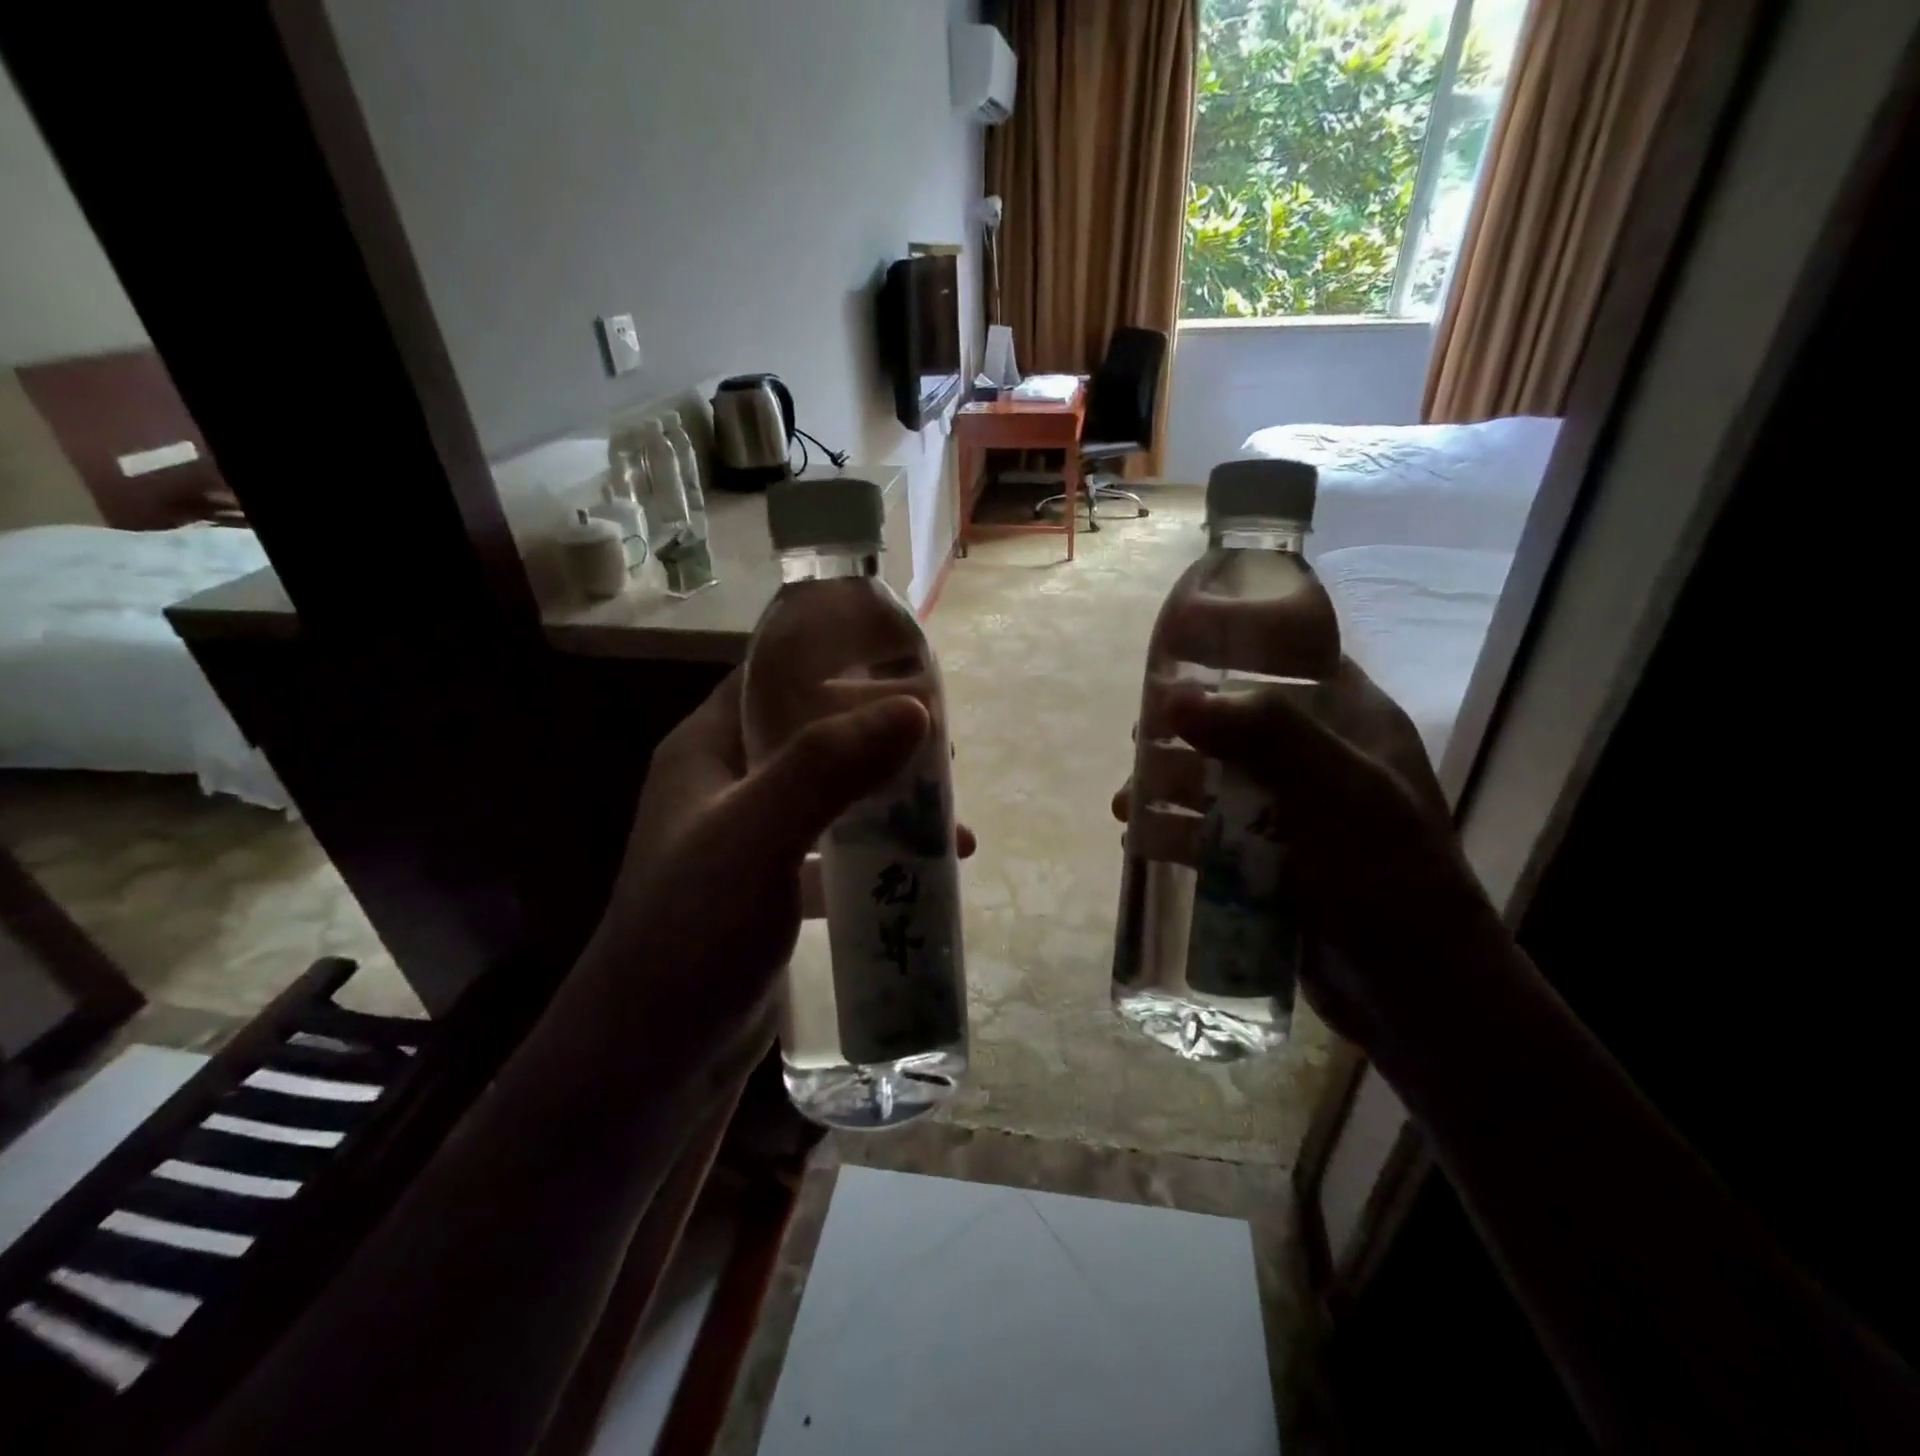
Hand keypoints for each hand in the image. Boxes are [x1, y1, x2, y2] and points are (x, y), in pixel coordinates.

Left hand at [575, 672, 972, 1078]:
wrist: (650, 1061)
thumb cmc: (692, 933)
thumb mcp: (756, 837)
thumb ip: (827, 768)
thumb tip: (916, 709)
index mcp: (707, 749)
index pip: (772, 678)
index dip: (835, 662)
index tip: (906, 668)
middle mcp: (727, 786)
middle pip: (813, 736)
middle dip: (879, 738)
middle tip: (943, 750)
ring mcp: (750, 841)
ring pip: (832, 796)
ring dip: (887, 799)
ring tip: (948, 811)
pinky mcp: (772, 891)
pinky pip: (835, 853)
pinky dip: (878, 853)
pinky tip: (927, 869)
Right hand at [1115, 659, 1504, 1051]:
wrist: (1417, 995)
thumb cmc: (1390, 880)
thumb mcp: (1340, 794)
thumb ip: (1267, 735)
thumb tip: (1173, 697)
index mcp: (1351, 723)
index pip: (1290, 660)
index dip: (1233, 650)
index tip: (1173, 659)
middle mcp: (1319, 759)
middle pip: (1236, 723)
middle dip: (1182, 731)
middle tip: (1139, 744)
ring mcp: (1292, 812)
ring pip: (1214, 780)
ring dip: (1166, 786)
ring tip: (1124, 805)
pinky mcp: (1269, 859)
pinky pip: (1210, 831)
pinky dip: (1173, 831)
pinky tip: (1139, 840)